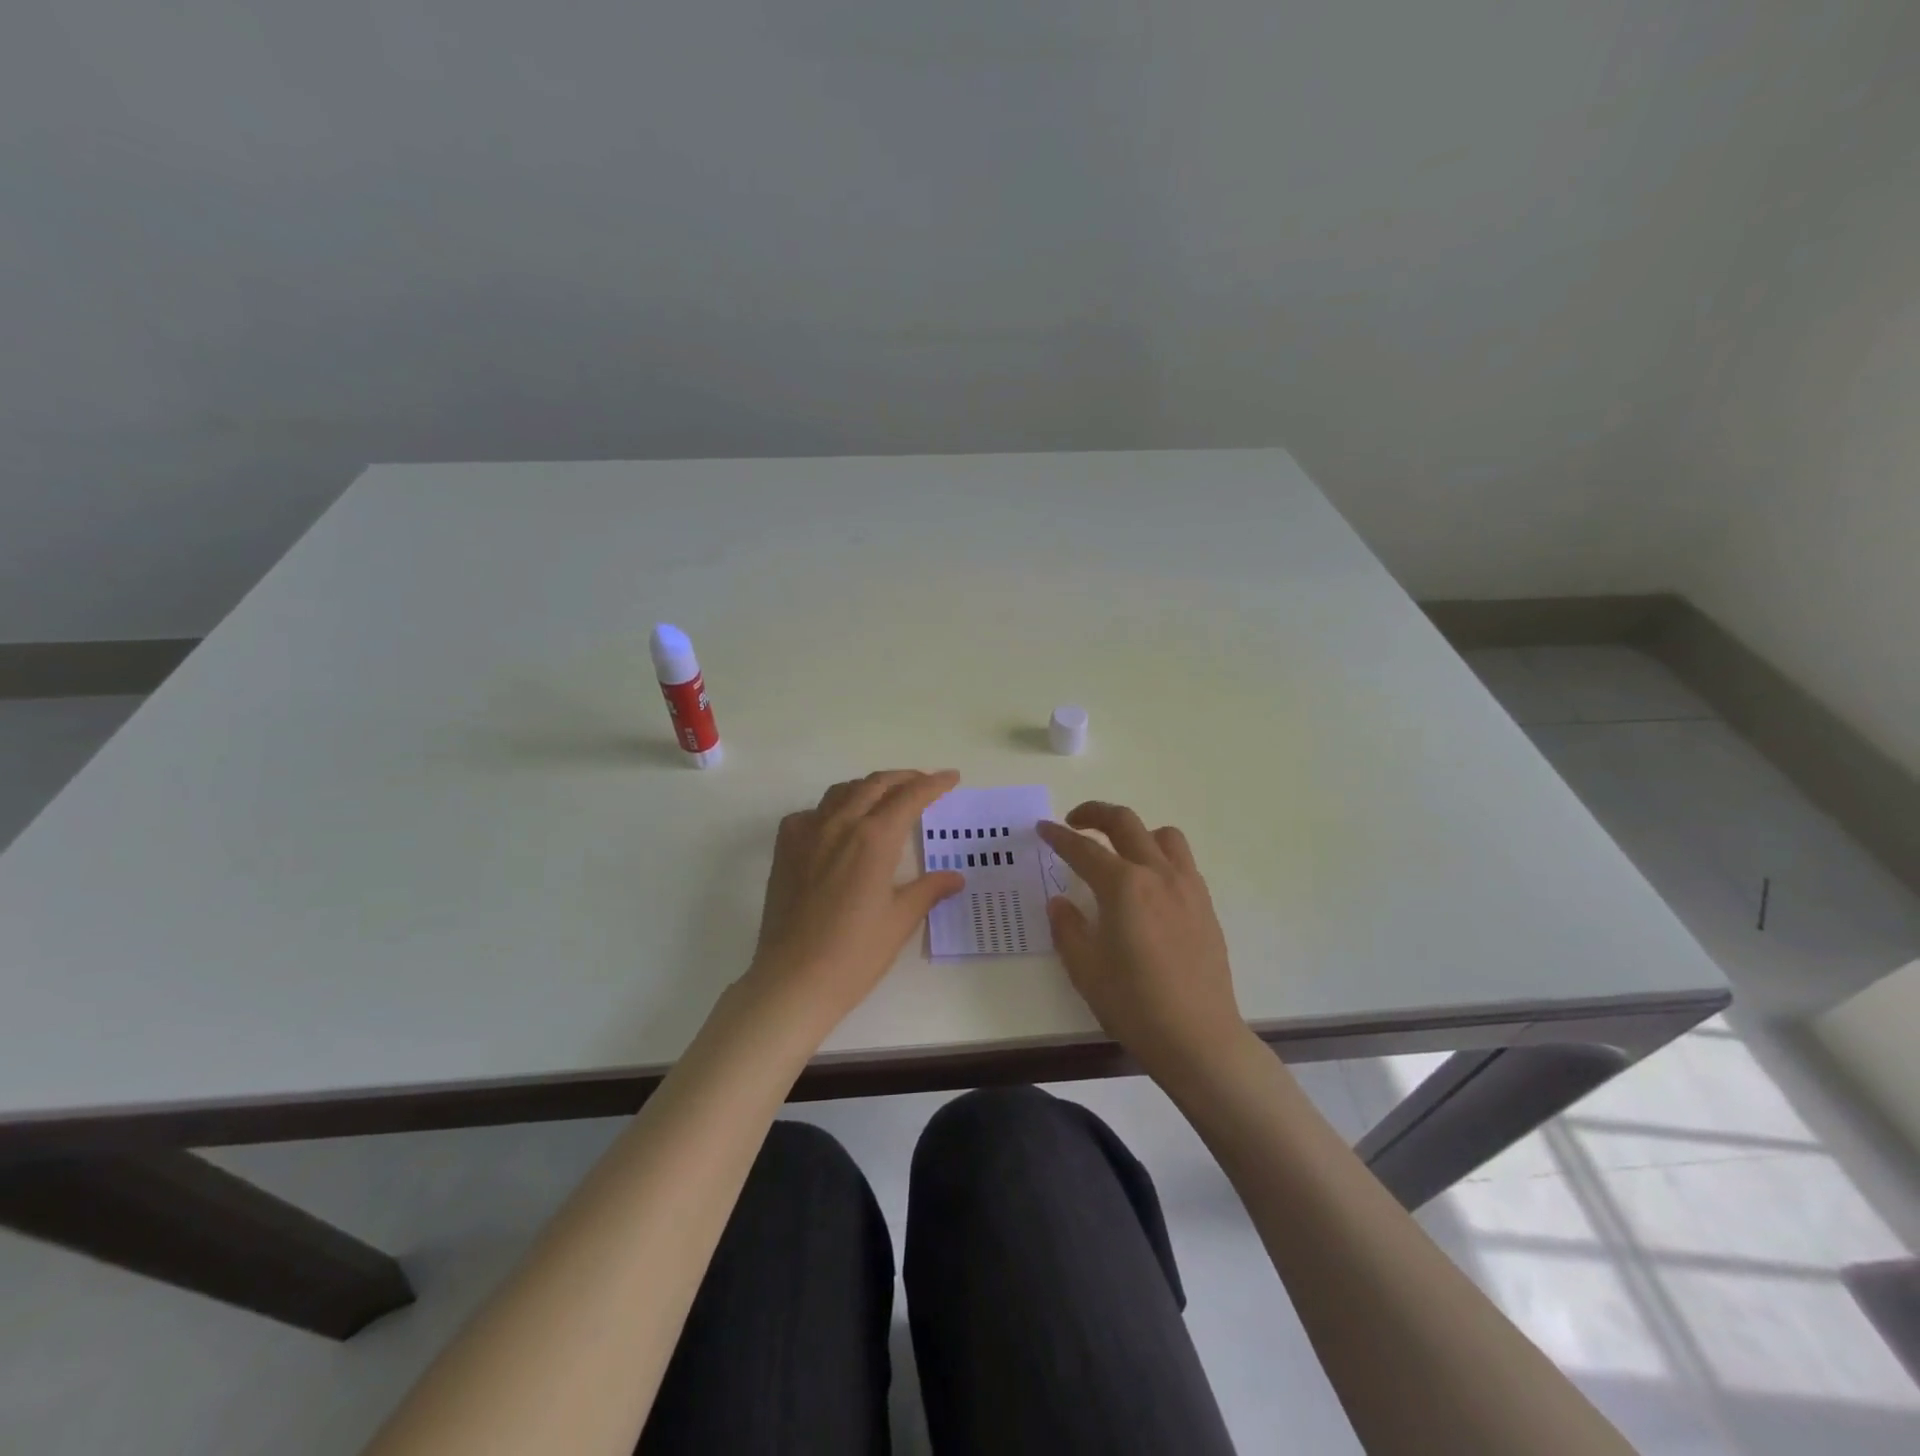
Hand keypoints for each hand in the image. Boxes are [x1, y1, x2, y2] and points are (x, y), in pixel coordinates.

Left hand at [745, 770, 965, 1038]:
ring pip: (842, 792)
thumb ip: (928, 890)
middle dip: (904, 778)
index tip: (951, 777)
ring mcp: (807, 834)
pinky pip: (811, 813)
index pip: (910, 797)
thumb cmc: (855, 954)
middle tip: (924, 783)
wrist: (793, 980)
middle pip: (875, 784)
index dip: (934, 784)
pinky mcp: (785, 849)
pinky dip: (832, 809)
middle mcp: (840, 824)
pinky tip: (838, 826)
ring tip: (885, 797)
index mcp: (874, 839)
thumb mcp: (900, 920)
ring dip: (869, 787)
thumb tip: (955, 877)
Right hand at [1038, 803, 1249, 1083]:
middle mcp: (1157, 874)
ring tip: (1118, 851)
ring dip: (1135, 831)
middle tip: (1074, 822)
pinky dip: (1159, 856)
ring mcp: (1187, 887)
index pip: (1084, 849)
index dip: (1058, 836)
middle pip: (1126, 823)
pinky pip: (1182, 862)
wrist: (1198, 1038)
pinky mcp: (1205, 905)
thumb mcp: (1085, 968)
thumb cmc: (1134, 1004)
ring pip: (1163, 835)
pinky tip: (1148, 885)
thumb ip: (1068, 927)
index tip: (1042, 828)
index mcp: (1123, 886)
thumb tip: (1060, 901)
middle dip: (1095, 814)